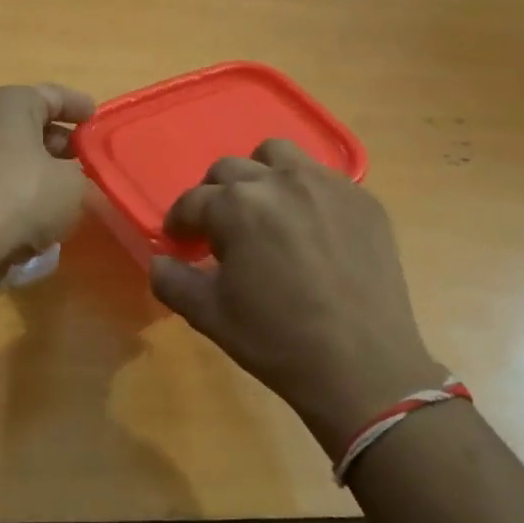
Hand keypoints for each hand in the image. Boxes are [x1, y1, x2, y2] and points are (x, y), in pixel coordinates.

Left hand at [0, 84, 95, 289]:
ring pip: (14, 156)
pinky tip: (42, 213)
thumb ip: (83, 176)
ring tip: (71, 189)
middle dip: (61, 142)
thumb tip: (78, 182)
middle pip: (30, 126)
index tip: (97, 120)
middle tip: (89, 160)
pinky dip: (21, 192)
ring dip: (41, 170)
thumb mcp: (73, 184)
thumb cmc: (24, 195)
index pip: (52, 96)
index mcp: (8, 104)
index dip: (79, 107)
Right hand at [149, 139, 445, 456]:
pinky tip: (306, 228)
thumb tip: (160, 261)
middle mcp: (281, 182)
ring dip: (259, 175)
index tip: (179, 242)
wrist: (361, 366)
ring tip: (262, 212)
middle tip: (217, 231)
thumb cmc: (276, 341)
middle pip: (230, 169)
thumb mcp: (208, 315)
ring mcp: (327, 186)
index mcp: (237, 207)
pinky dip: (302, 191)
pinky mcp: (363, 200)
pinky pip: (321, 177)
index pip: (192, 201)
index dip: (179, 222)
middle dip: (214, 196)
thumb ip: (171, 280)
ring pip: (278, 155)